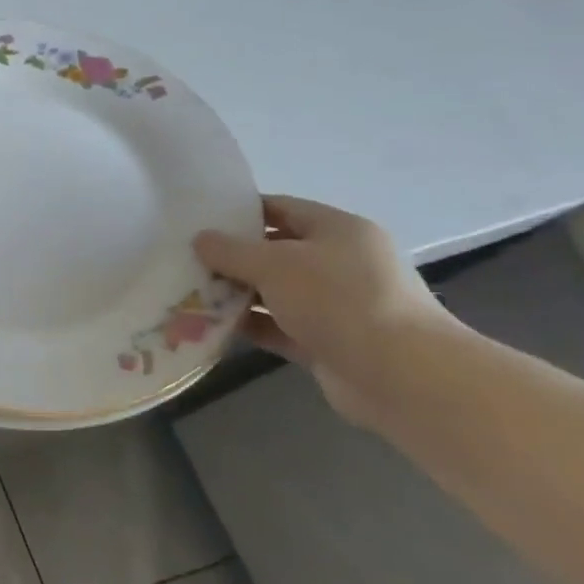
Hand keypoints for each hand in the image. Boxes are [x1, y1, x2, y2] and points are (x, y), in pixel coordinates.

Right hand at [194, 195, 455, 428]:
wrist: (399, 374)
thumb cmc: (338, 300)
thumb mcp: (275, 264)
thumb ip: (231, 251)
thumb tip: (201, 239)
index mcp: (338, 231)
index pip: (282, 208)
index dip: (240, 211)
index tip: (198, 220)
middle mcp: (340, 263)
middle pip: (275, 252)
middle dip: (231, 257)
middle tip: (184, 259)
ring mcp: (334, 305)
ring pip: (274, 292)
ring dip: (235, 294)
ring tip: (188, 293)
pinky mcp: (326, 341)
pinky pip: (277, 326)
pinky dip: (248, 325)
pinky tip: (210, 326)